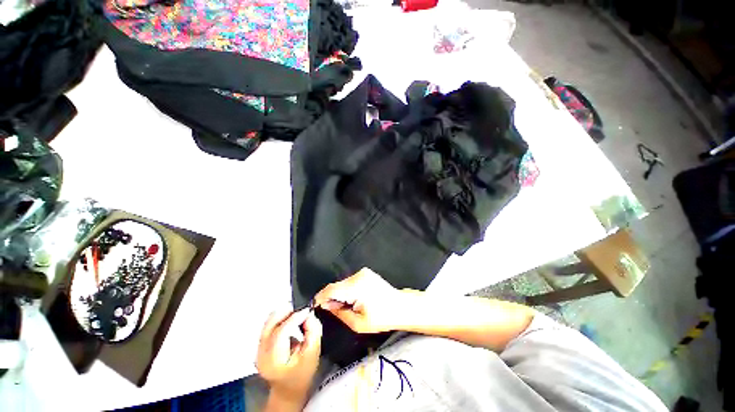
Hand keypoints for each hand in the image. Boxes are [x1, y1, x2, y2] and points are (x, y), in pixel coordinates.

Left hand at [256, 307, 321, 404]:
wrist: (288, 390)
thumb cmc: (301, 375)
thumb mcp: (313, 354)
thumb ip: (313, 331)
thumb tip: (309, 315)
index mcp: (273, 359)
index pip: (282, 331)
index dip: (296, 317)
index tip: (308, 311)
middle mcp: (261, 352)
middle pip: (271, 321)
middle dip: (288, 311)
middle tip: (302, 311)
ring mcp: (258, 348)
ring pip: (269, 320)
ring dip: (285, 314)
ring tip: (298, 317)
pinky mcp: (260, 344)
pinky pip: (270, 324)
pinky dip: (281, 319)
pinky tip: (291, 323)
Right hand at [314, 268, 409, 333]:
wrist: (400, 306)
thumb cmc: (381, 318)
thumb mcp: (357, 323)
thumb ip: (339, 312)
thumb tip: (327, 305)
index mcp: (356, 287)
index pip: (331, 289)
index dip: (321, 297)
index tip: (315, 305)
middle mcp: (358, 275)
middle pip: (337, 286)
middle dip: (333, 298)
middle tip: (337, 311)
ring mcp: (363, 272)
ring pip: (343, 283)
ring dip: (341, 294)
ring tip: (351, 306)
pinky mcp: (366, 273)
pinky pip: (351, 281)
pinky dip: (348, 290)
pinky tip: (356, 299)